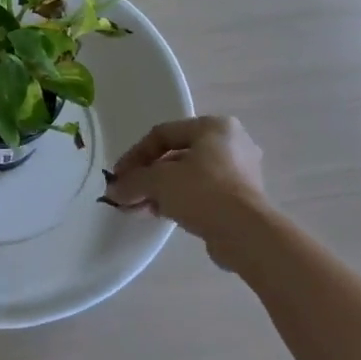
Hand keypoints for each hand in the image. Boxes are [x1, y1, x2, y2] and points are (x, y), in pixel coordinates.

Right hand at [101, 116, 267, 242]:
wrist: (246, 233)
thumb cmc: (203, 191)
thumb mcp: (159, 181)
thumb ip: (133, 181)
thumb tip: (113, 191)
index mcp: (214, 126)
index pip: (164, 133)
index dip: (135, 154)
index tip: (117, 177)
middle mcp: (230, 143)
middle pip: (176, 155)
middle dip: (147, 176)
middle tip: (126, 194)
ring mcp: (239, 172)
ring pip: (188, 176)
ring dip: (160, 191)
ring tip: (137, 209)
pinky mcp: (241, 199)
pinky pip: (202, 193)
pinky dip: (179, 201)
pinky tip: (160, 215)